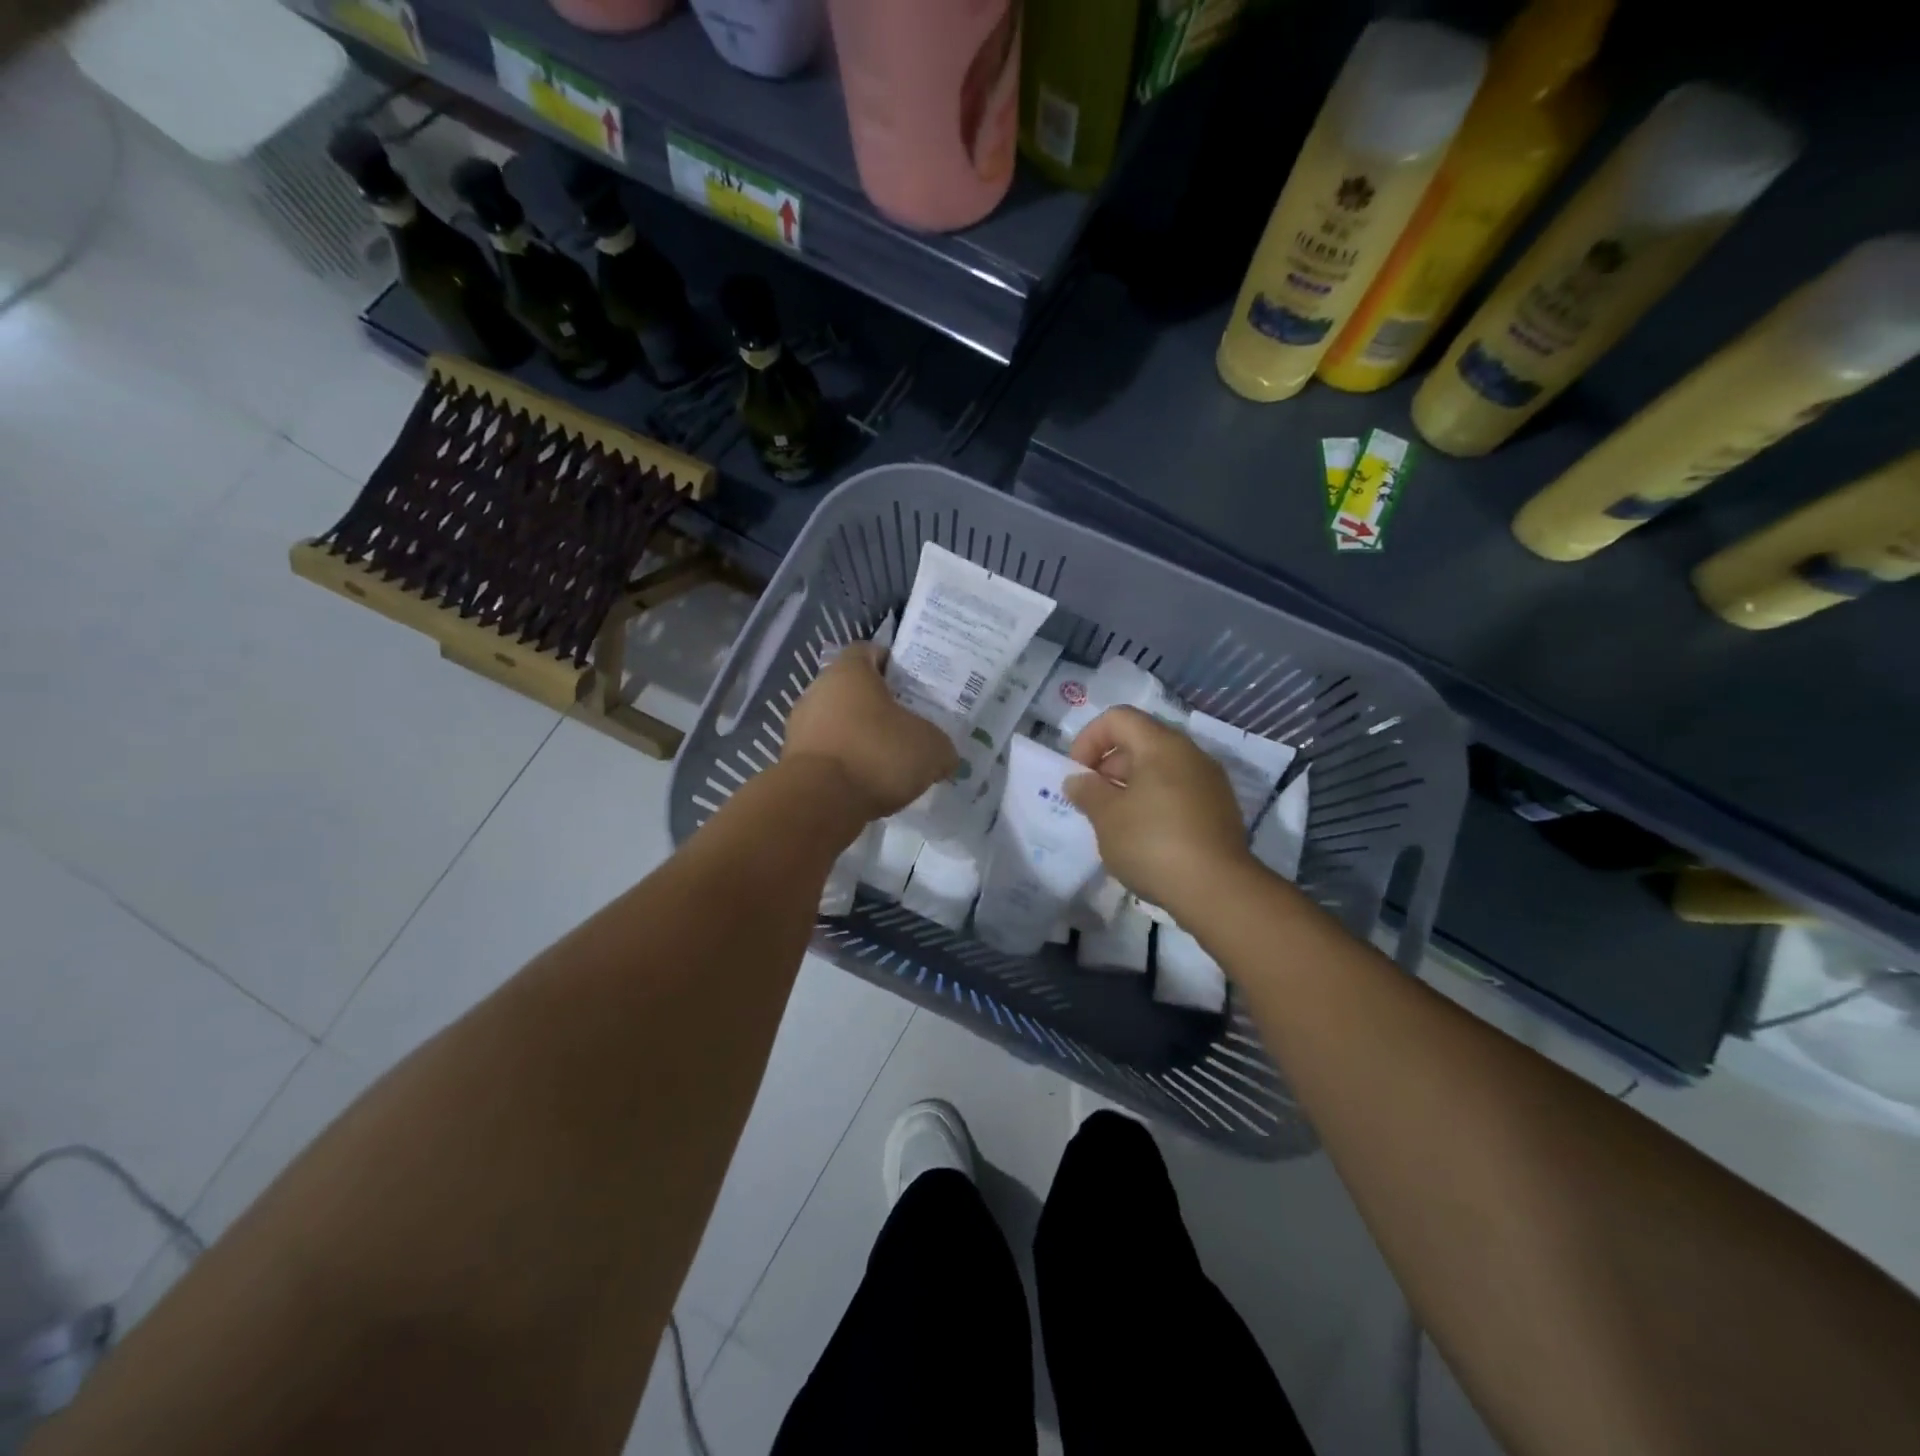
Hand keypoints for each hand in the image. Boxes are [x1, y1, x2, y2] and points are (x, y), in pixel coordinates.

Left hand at [783, 644, 958, 821]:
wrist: (819, 802)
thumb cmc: (877, 754)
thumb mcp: (931, 749)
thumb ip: (941, 747)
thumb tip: (945, 757)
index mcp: (849, 671)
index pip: (870, 652)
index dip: (892, 665)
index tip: (912, 687)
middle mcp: (818, 690)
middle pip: (852, 690)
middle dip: (877, 706)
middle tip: (906, 726)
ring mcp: (800, 726)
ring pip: (837, 723)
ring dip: (859, 737)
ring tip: (887, 761)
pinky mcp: (792, 761)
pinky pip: (827, 754)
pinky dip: (845, 764)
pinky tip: (866, 784)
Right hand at [1064, 707, 1256, 917]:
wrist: (1217, 890)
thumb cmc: (1152, 843)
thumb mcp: (1106, 817)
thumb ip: (1087, 791)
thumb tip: (1078, 780)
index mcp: (1161, 745)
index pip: (1118, 718)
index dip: (1089, 739)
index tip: (1078, 774)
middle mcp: (1190, 754)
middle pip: (1140, 741)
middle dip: (1109, 765)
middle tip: (1093, 801)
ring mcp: (1210, 782)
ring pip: (1160, 769)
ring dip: (1131, 786)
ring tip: (1115, 822)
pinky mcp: (1220, 809)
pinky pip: (1179, 791)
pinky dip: (1155, 802)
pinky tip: (1145, 837)